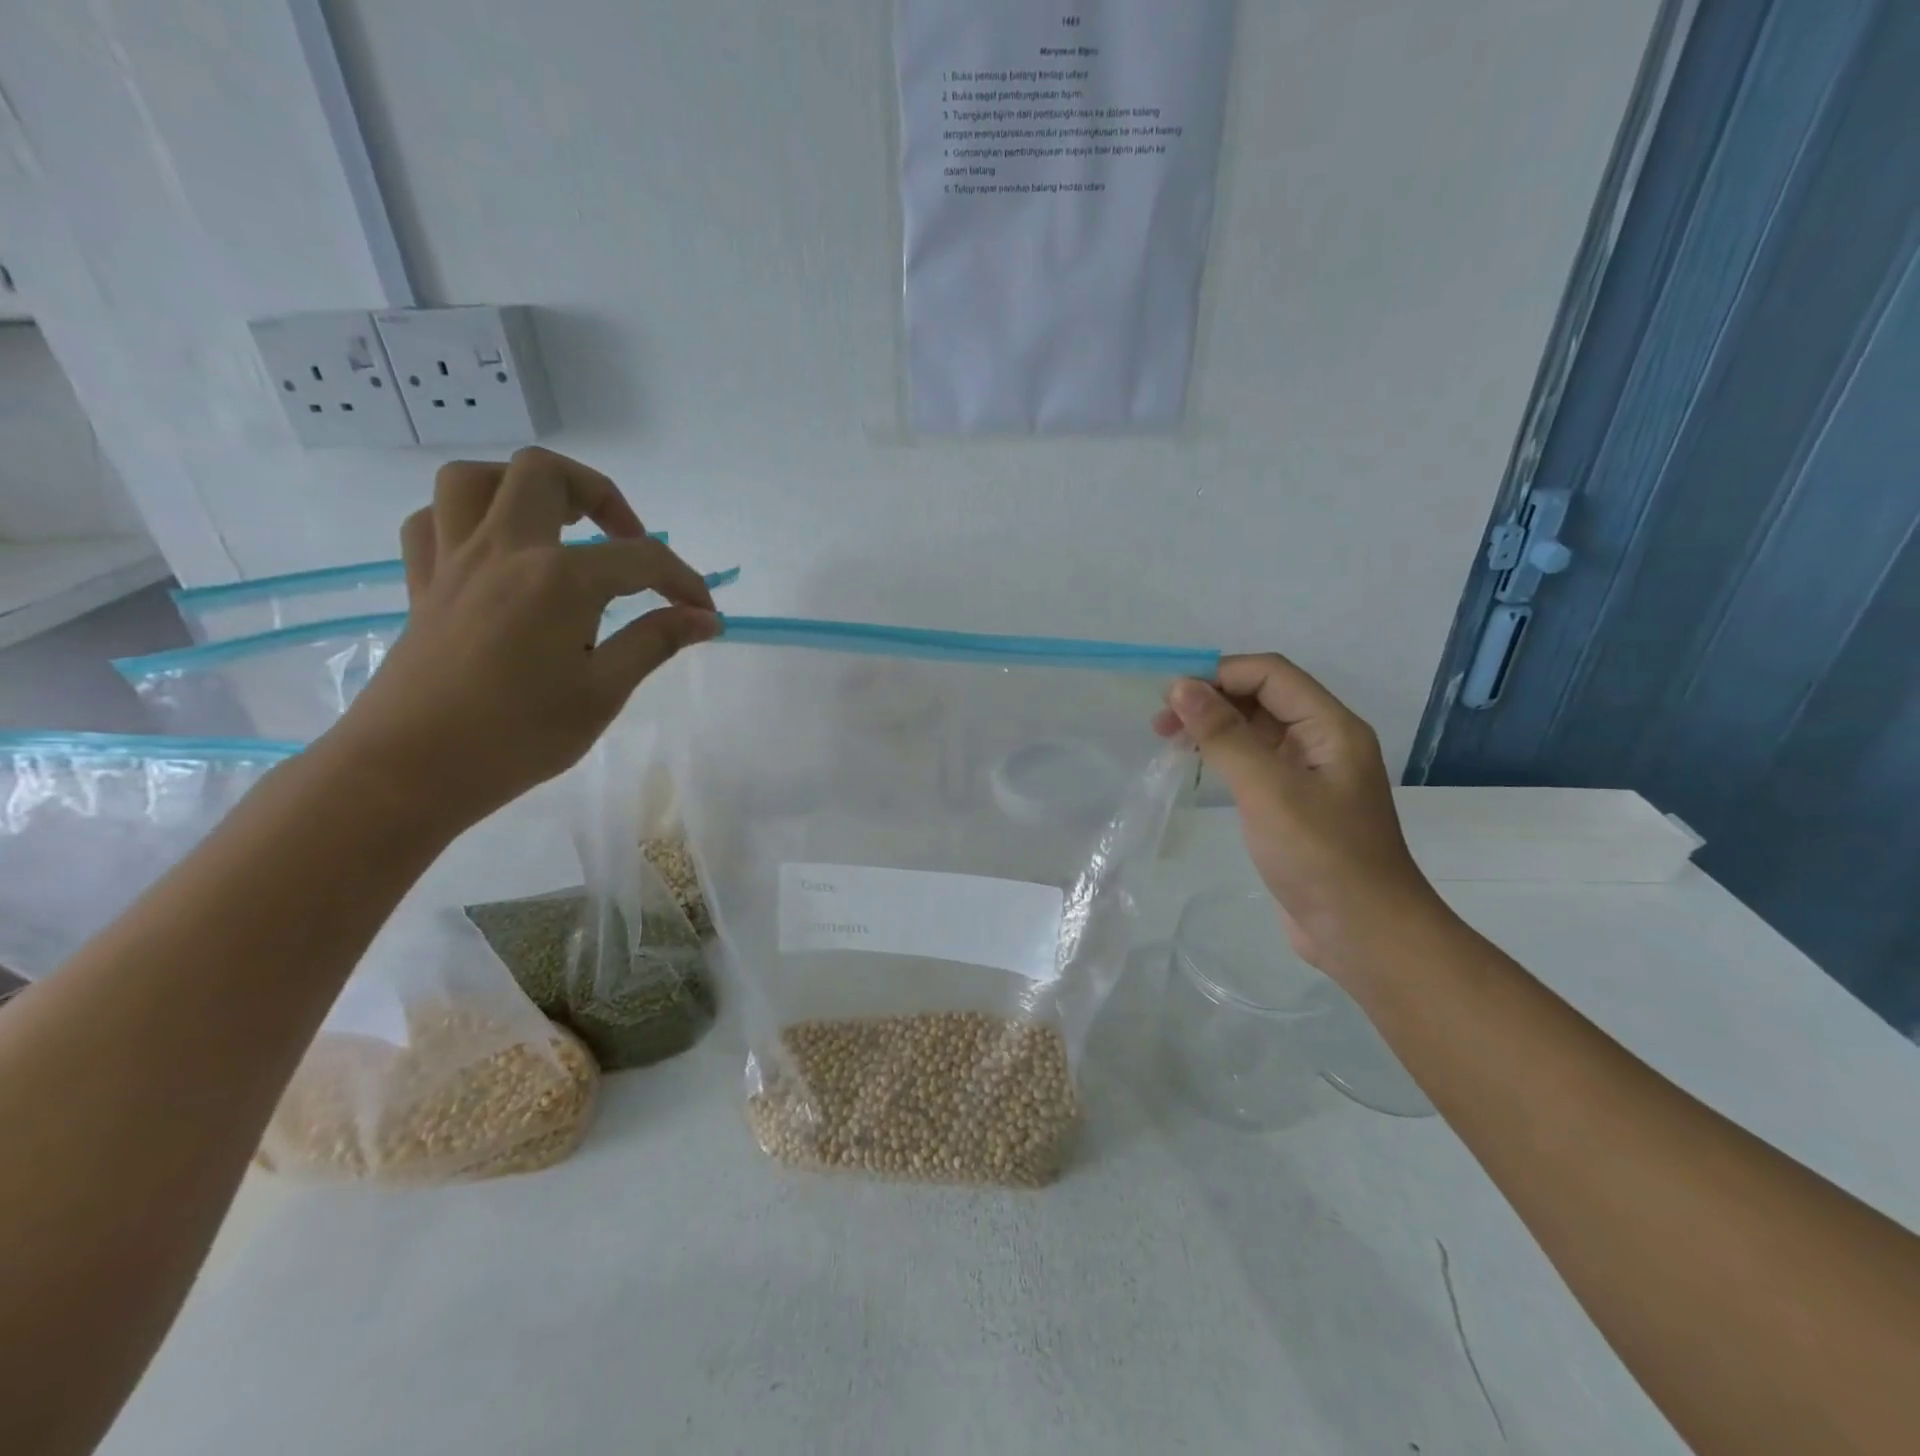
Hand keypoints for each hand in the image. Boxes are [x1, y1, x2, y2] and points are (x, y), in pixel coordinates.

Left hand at [324, 448, 718, 827]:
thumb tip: (705, 618)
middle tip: (625, 540)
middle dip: (599, 494)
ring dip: (523, 488)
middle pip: (546, 474)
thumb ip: (654, 642)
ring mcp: (454, 561)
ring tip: (557, 526)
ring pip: (475, 479)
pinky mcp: (423, 584)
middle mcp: (505, 550)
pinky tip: (495, 552)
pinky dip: (467, 520)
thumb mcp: (603, 692)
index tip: (705, 613)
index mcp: (559, 579)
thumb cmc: (519, 735)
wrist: (413, 768)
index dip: (684, 582)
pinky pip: (434, 521)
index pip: (641, 559)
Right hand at [1156, 654, 1448, 975]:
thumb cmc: (1320, 856)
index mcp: (1331, 727)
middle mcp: (1323, 741)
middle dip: (1211, 700)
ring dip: (1214, 727)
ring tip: (1170, 742)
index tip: (1169, 696)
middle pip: (1263, 698)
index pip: (1270, 674)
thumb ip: (1225, 735)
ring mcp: (1310, 774)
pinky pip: (1255, 763)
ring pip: (1256, 730)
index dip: (1219, 674)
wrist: (1363, 934)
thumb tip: (1181, 687)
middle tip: (1161, 724)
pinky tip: (1198, 768)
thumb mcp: (1267, 789)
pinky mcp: (1295, 804)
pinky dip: (1224, 756)